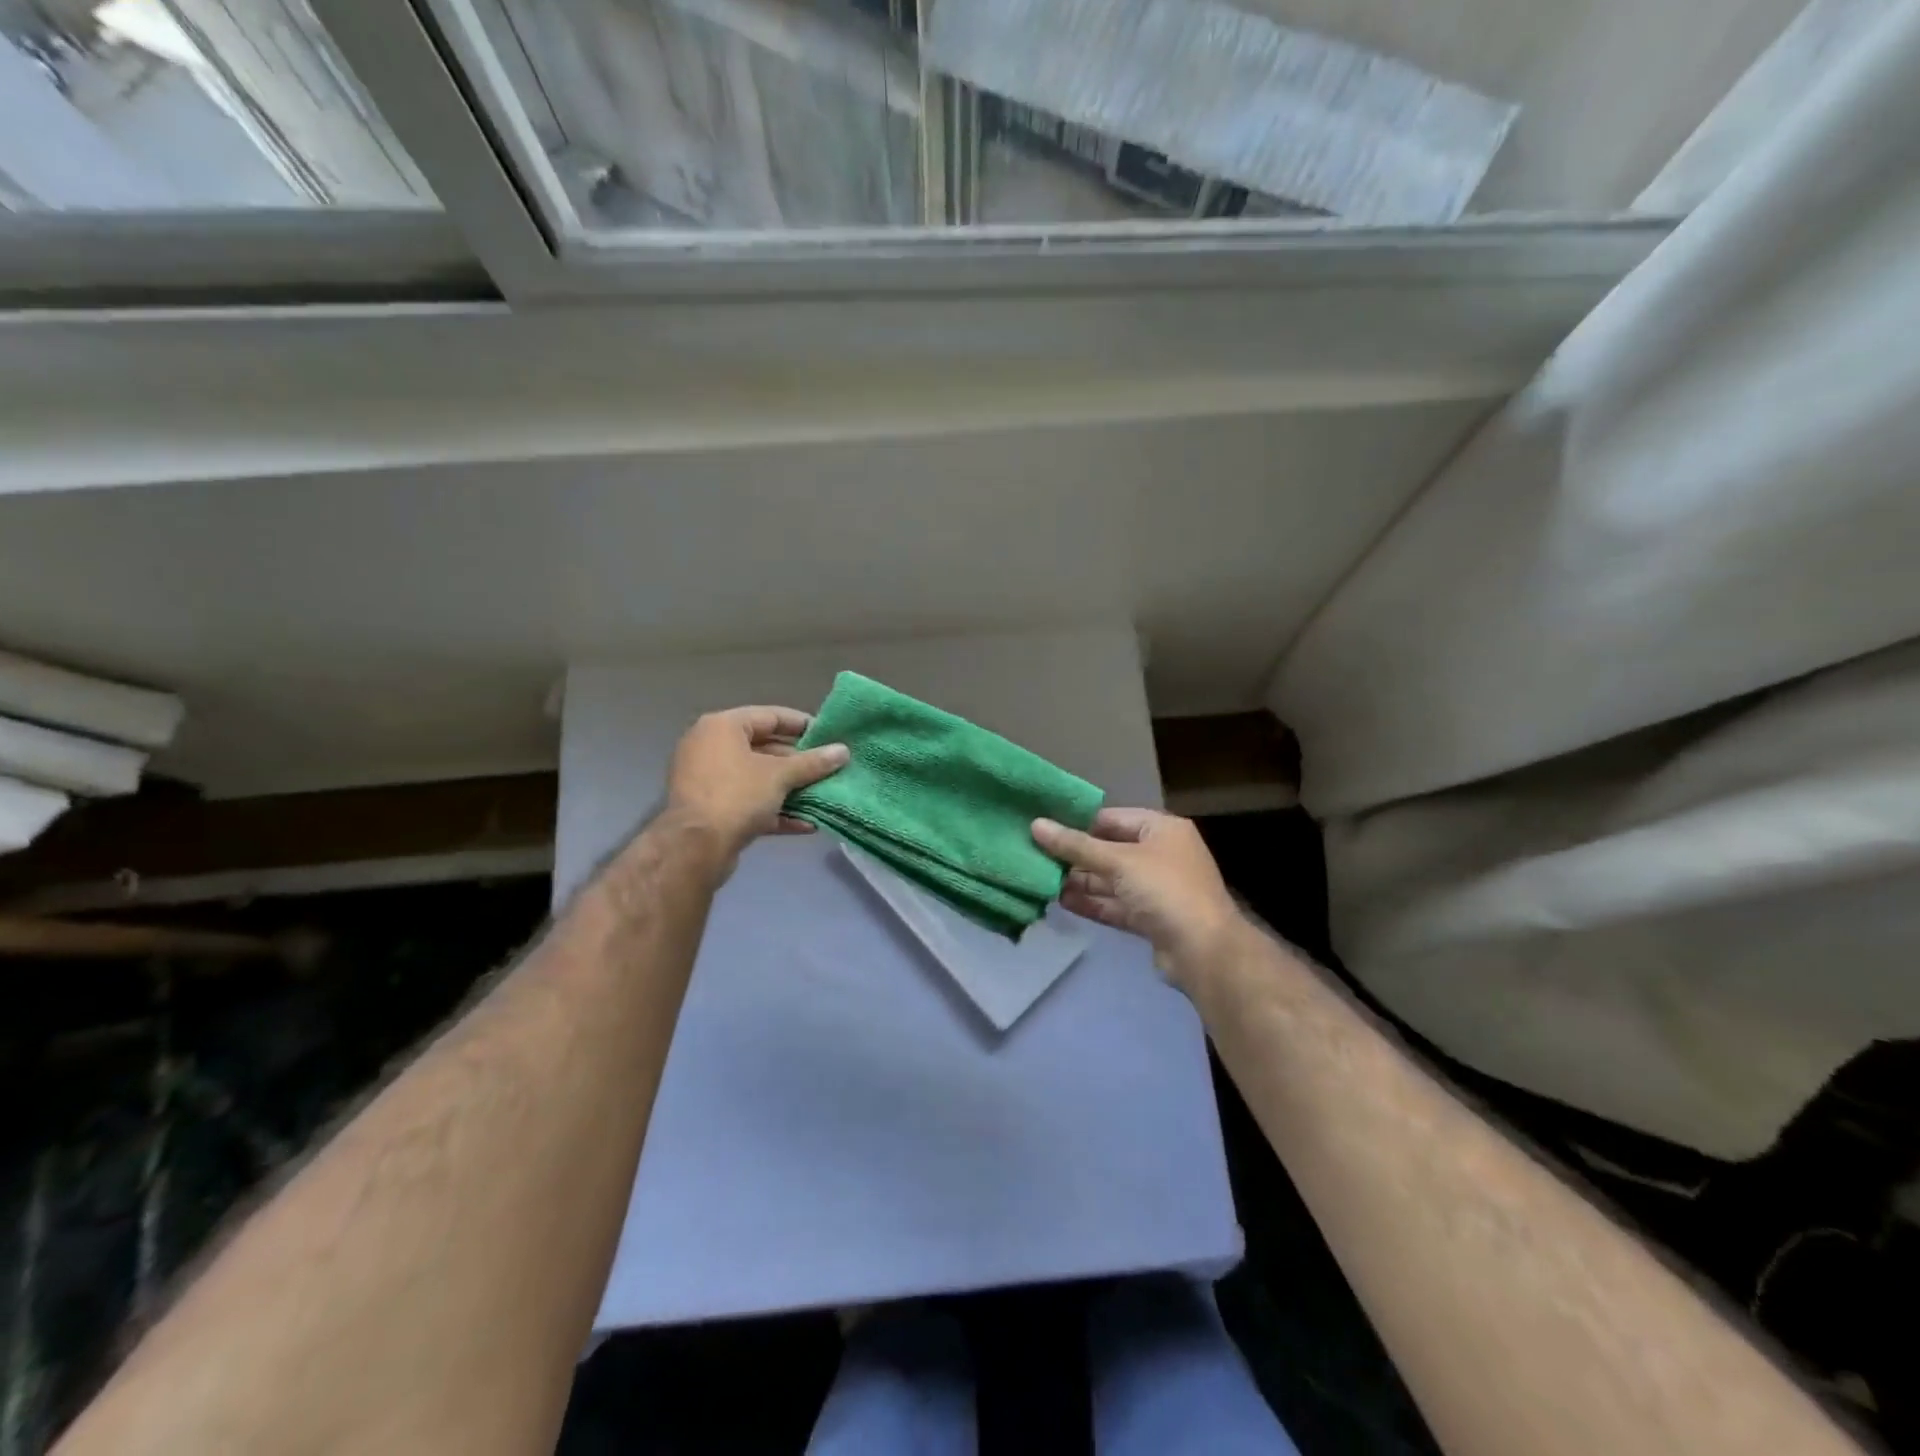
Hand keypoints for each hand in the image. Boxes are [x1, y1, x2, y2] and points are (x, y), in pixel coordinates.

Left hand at [666, 706, 848, 862]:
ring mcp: (708, 780)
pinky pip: (749, 802)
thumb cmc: (737, 795)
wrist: (695, 848)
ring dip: (790, 789)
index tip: (829, 735)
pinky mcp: (711, 810)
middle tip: (829, 768)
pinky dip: (775, 810)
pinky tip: (806, 823)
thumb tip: (843, 751)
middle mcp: (710, 747)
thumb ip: (813, 762)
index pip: (769, 716)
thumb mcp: (780, 775)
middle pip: (764, 748)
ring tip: (823, 794)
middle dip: (799, 762)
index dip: (802, 724)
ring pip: (758, 778)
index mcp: (722, 727)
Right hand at [1032, 808, 1242, 993]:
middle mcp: (1161, 854)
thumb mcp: (1118, 861)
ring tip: (1042, 880)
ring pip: (1110, 880)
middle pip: (1109, 850)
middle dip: (1076, 856)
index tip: (1044, 828)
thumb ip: (1076, 846)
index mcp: (1162, 829)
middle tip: (1036, 856)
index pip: (1112, 818)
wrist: (1204, 951)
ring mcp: (1156, 888)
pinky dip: (1091, 902)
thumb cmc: (1164, 890)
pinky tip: (1061, 901)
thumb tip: (1036, 825)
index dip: (1079, 823)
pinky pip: (1115, 904)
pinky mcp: (1150, 918)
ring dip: (1080, 881)